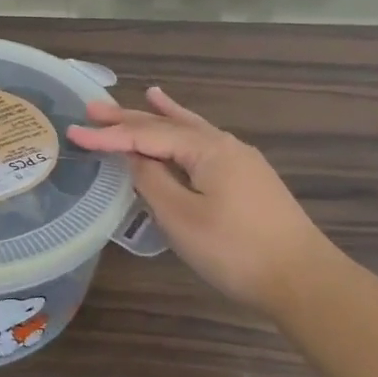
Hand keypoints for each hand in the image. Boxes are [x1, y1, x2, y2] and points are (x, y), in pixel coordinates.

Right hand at [68, 87, 336, 315]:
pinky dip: (189, 133)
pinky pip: (206, 145)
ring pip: (190, 132)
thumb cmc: (235, 250)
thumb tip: (132, 157)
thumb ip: (151, 181)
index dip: (108, 136)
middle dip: (130, 118)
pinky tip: (188, 128)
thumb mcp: (181, 216)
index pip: (146, 135)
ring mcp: (240, 161)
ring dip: (161, 119)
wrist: (304, 282)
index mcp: (206, 149)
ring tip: (146, 95)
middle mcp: (224, 145)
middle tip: (92, 109)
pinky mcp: (247, 180)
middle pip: (168, 126)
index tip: (73, 131)